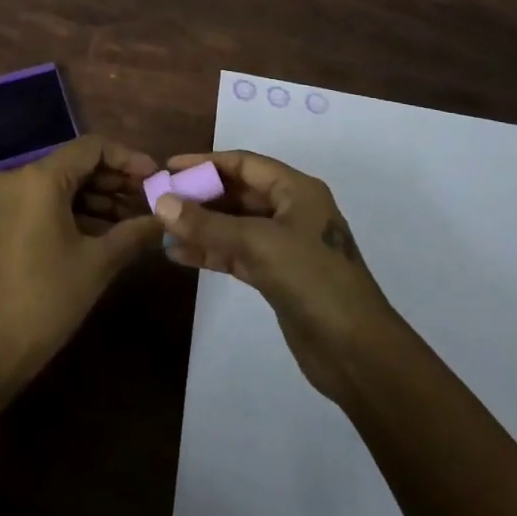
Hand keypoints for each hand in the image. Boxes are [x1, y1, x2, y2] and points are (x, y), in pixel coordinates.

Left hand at [0, 135, 162, 408]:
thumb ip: (135, 233)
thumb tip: (166, 219)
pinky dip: (72, 211)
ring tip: (134, 219)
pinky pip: (42, 202)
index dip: (128, 159)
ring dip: (96, 198)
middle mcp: (16, 177)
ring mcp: (3, 199)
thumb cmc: (44, 300)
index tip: (156, 178)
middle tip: (150, 200)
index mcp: (39, 178)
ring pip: (59, 184)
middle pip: (75, 164)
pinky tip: (104, 231)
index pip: (92, 148)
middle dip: (115, 181)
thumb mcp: (97, 264)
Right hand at [154, 150, 403, 403]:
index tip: (169, 167)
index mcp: (296, 190)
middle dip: (199, 196)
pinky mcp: (277, 276)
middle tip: (159, 200)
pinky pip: (236, 254)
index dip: (206, 162)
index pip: (244, 164)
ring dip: (200, 227)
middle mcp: (291, 210)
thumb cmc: (313, 280)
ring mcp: (284, 245)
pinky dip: (210, 253)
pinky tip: (178, 255)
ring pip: (234, 226)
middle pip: (238, 193)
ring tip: (160, 229)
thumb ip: (208, 225)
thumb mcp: (258, 244)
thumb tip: (161, 203)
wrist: (357, 353)